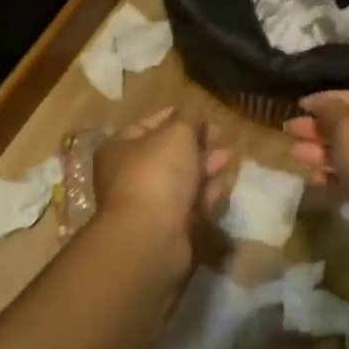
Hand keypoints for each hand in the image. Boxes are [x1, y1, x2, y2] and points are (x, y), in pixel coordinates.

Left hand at [94, 107, 230, 270]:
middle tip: (220, 136)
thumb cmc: (157, 174)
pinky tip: (222, 186)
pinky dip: (206, 195)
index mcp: (120, 148)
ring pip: (181, 179)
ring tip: (228, 158)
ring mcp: (148, 203)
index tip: (203, 113)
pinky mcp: (167, 227)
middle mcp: (129, 175)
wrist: (151, 236)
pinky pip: (190, 205)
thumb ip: (189, 118)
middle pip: (167, 153)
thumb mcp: (176, 133)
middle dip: (196, 143)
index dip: (176, 116)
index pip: (148, 124)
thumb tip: (194, 112)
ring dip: (205, 168)